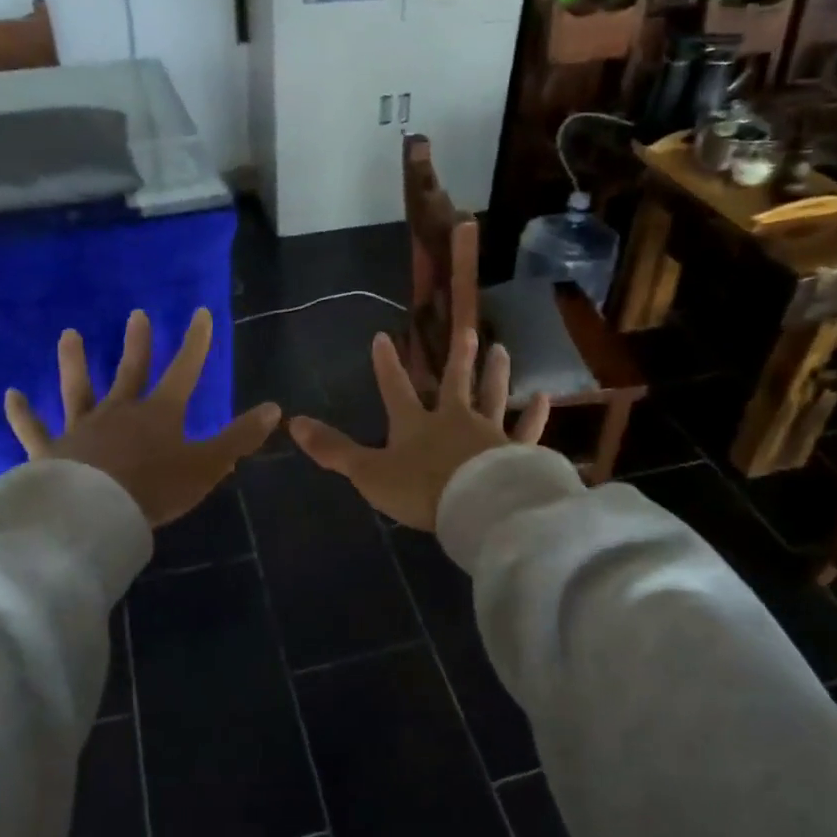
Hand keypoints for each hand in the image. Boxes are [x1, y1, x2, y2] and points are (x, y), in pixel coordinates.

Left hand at [5, 308, 279, 528]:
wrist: (94, 515)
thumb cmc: (154, 489)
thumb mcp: (207, 466)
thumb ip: (239, 438)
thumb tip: (274, 408)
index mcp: (159, 414)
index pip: (184, 370)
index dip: (195, 342)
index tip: (200, 313)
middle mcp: (119, 411)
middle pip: (130, 371)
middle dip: (138, 343)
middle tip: (136, 314)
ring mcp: (81, 428)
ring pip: (77, 389)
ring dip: (74, 362)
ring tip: (69, 335)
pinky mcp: (50, 451)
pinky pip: (33, 429)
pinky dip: (21, 413)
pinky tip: (10, 395)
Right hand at [289, 328, 549, 531]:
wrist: (475, 507)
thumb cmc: (420, 489)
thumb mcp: (369, 472)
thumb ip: (334, 449)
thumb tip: (292, 422)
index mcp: (415, 424)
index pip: (395, 387)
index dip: (387, 364)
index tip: (384, 336)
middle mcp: (453, 419)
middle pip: (455, 382)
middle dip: (457, 356)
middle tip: (466, 329)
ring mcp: (488, 433)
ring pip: (492, 395)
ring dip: (496, 373)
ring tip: (501, 349)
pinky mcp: (516, 451)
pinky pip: (527, 430)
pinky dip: (535, 415)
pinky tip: (544, 398)